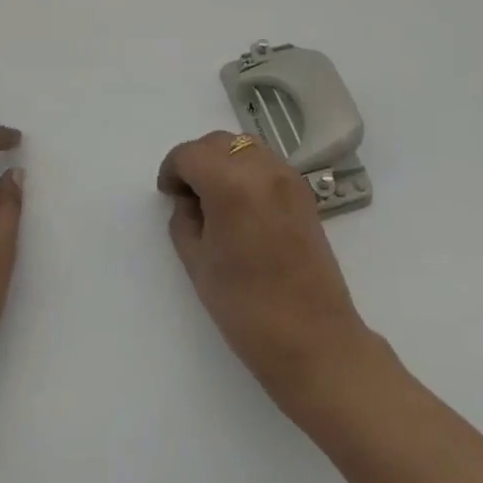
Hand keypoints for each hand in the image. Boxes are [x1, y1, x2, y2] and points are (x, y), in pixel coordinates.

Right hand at [158, 131, 381, 415]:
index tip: (168, 195)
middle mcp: (262, 168)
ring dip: (223, 161)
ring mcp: (288, 177)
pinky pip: (266, 163)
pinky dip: (246, 170)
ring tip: (215, 199)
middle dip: (196, 161)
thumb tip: (188, 200)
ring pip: (244, 146)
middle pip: (218, 142)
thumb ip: (184, 219)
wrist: (313, 340)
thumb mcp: (198, 262)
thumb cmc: (246, 306)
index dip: (172, 171)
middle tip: (187, 196)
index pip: (190, 154)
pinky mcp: (304, 192)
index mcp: (231, 182)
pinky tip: (241, 205)